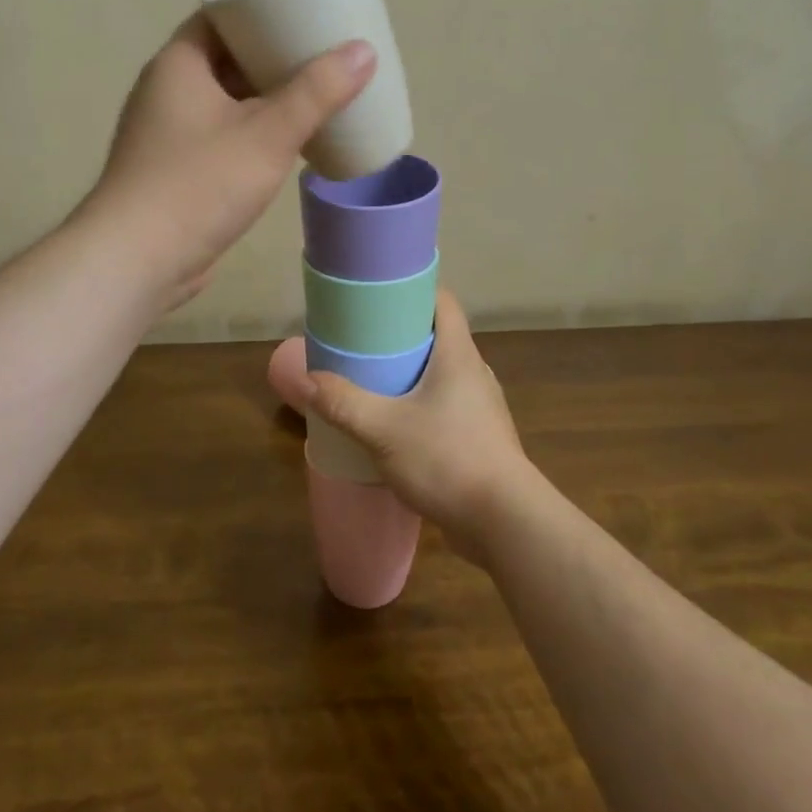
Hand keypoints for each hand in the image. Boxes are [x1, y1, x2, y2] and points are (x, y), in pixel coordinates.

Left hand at [87, 15, 374, 311]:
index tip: (305, 10)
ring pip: (225, 99)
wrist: (137, 261)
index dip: (262, 9)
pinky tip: (287, 141)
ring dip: (265, 96)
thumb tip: (363, 50)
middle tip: (323, 53)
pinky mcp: (175, 168)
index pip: (221, 16)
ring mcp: (168, 132)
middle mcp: (167, 89)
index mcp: (179, 63)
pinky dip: (252, 130)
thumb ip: (317, 92)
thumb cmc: (199, 184)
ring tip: (316, 93)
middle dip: (273, 55)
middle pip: (226, 57)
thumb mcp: (268, 134)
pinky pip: (221, 133)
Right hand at [267, 290, 540, 559]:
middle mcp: (475, 372)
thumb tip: (305, 378)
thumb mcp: (384, 429)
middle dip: (403, 334)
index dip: (414, 289)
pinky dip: (423, 403)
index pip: (443, 302)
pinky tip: (398, 424)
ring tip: (376, 378)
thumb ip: (343, 403)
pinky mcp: (482, 437)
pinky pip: (448, 405)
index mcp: (459, 354)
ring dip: (413, 372)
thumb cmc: (447, 459)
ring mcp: (482, 407)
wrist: (505, 523)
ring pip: (443, 373)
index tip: (380, 292)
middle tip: (365, 338)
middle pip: (440, 336)